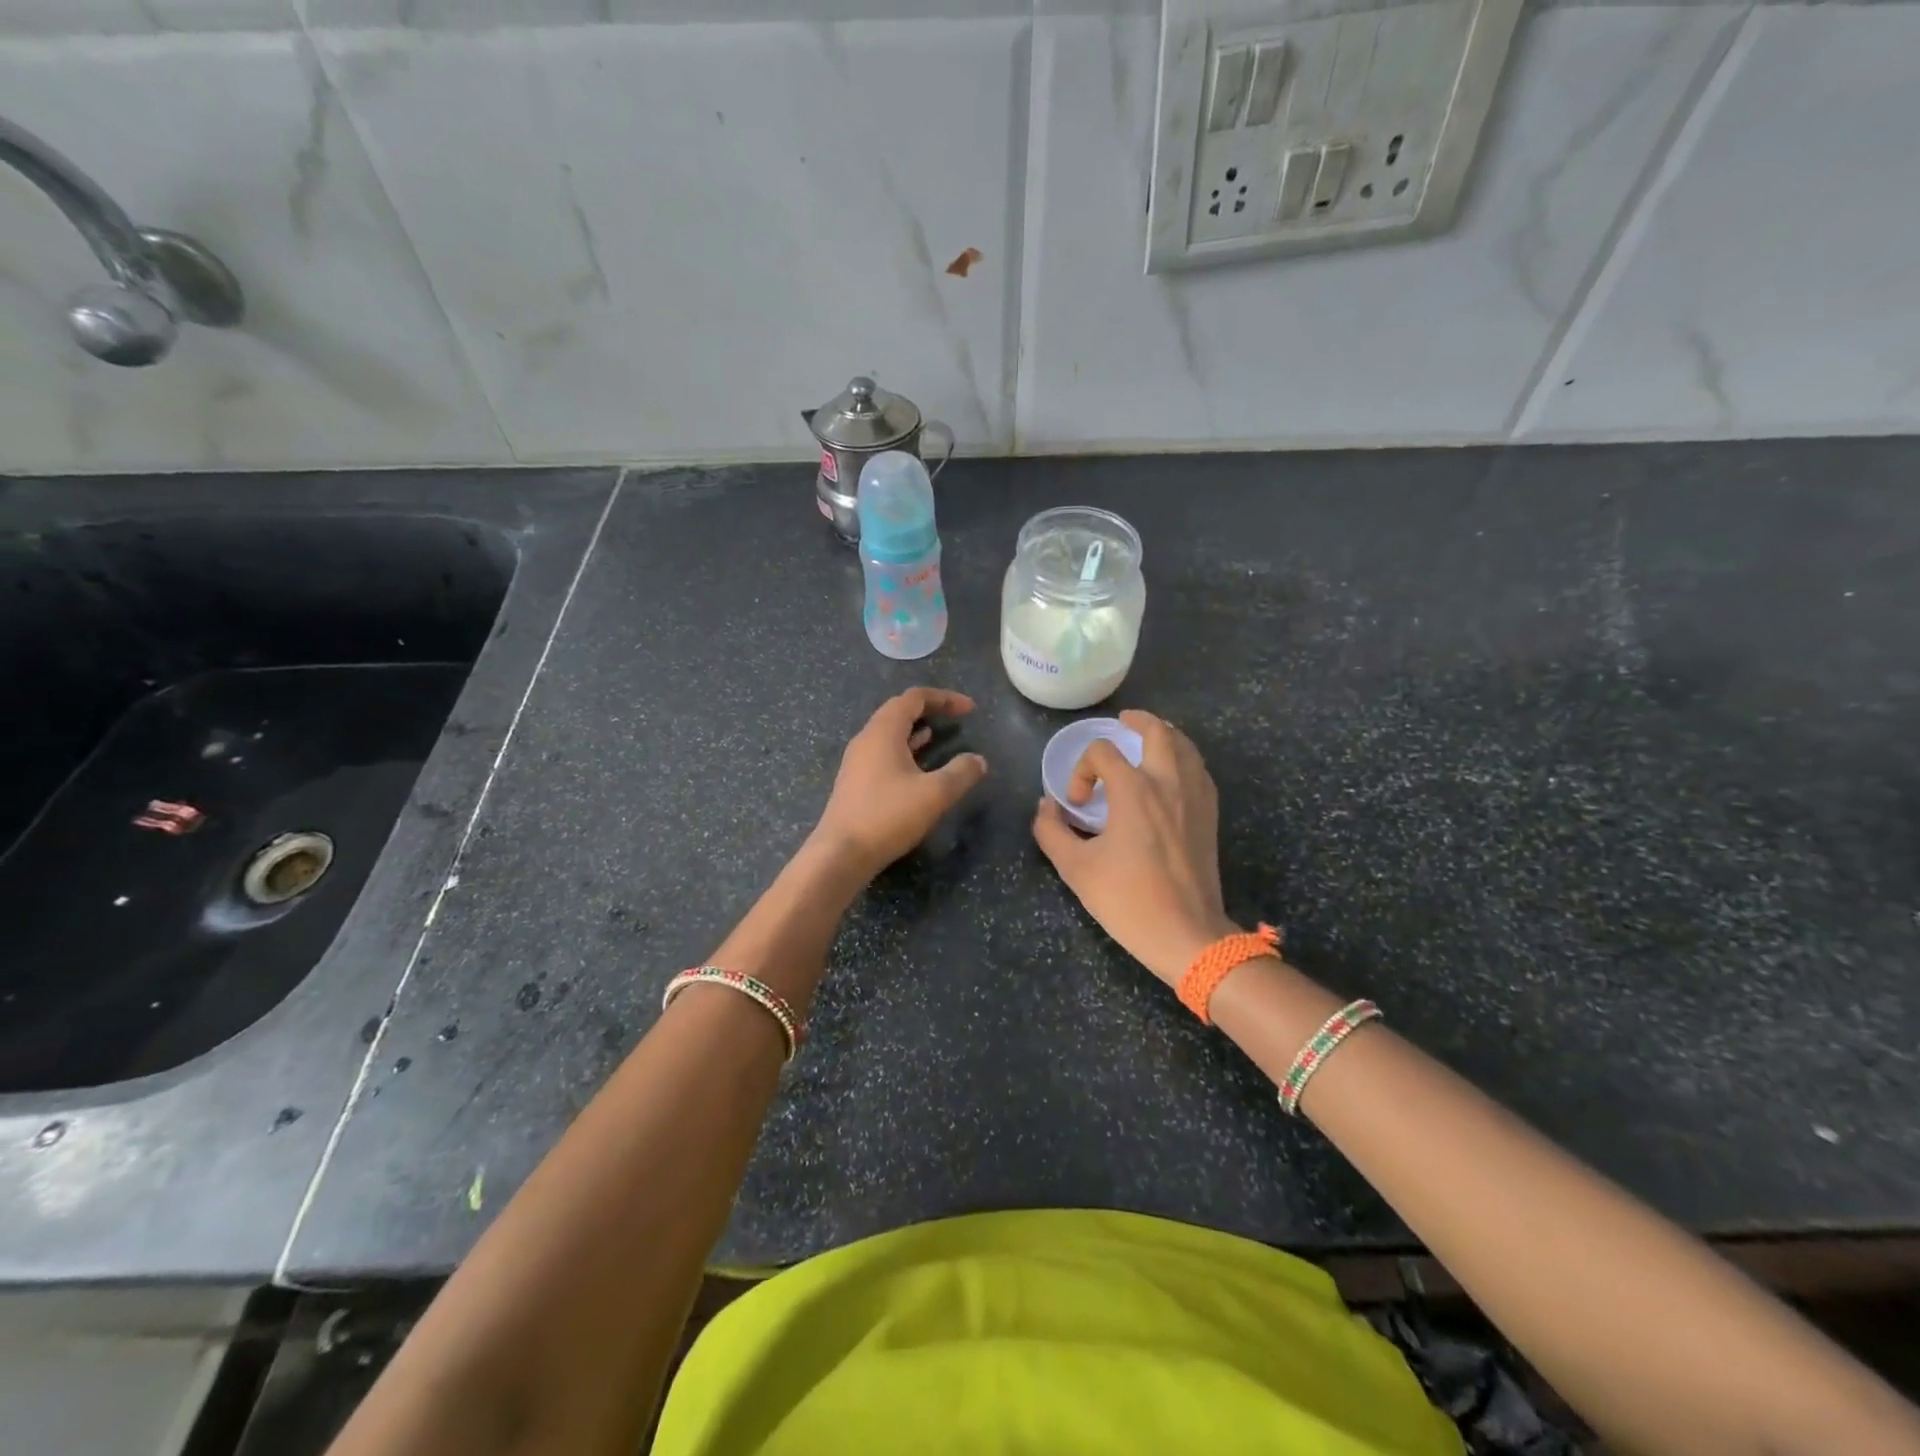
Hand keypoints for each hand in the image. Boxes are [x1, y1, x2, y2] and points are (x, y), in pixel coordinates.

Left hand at [812, 687, 988, 878]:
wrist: (841, 854)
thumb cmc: (888, 816)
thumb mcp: (935, 794)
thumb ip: (961, 773)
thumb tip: (978, 760)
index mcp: (883, 732)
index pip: (914, 698)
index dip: (944, 698)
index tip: (970, 710)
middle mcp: (866, 739)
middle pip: (899, 710)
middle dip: (930, 710)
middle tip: (956, 717)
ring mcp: (857, 761)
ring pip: (890, 733)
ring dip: (916, 730)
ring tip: (940, 735)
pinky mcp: (855, 782)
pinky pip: (883, 752)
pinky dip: (905, 749)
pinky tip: (918, 764)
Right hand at [1032, 710, 1238, 985]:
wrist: (1186, 934)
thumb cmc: (1128, 899)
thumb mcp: (1075, 868)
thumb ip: (1051, 831)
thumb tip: (1045, 807)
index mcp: (1135, 790)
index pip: (1103, 752)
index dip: (1082, 769)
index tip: (1077, 804)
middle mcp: (1169, 783)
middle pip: (1158, 731)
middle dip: (1137, 721)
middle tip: (1122, 722)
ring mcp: (1195, 798)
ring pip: (1186, 746)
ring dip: (1165, 735)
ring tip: (1148, 739)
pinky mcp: (1210, 816)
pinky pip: (1200, 770)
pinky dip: (1184, 759)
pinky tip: (1173, 773)